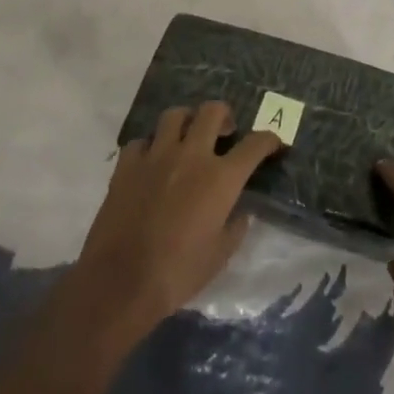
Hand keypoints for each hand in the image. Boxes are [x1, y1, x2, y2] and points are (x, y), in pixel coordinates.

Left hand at [71, 102, 281, 345]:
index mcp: (220, 178)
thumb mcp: (219, 256)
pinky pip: (141, 141)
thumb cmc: (177, 273)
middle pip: (212, 111)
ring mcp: (156, 155)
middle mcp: (191, 155)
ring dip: (186, 121)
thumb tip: (240, 211)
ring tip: (187, 137)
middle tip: (225, 131)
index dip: (268, 140)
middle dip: (224, 115)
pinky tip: (151, 162)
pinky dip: (150, 147)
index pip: (254, 145)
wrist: (120, 282)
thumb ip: (235, 227)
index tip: (273, 143)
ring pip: (174, 115)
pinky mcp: (127, 164)